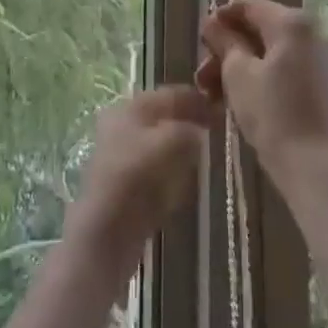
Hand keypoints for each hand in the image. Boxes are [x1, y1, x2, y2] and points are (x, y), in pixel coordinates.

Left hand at [66, 86, 215, 267]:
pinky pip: (157, 168)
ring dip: (182, 146)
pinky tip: (188, 179)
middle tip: (217, 129)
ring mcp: (122, 157)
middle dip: (189, 121)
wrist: (105, 233)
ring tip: (207, 152)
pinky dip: (173, 169)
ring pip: (160, 143)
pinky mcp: (127, 185)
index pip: (167, 94)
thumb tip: (199, 130)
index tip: (221, 105)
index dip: (194, 98)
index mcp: (128, 108)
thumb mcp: (168, 142)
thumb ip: (187, 129)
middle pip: (162, 117)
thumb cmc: (135, 177)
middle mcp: (121, 126)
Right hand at [197, 0, 327, 177]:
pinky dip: (268, 75)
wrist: (322, 172)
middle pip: (264, 28)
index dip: (221, 19)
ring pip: (277, 50)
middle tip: (205, 74)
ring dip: (246, 65)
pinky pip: (293, 66)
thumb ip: (224, 42)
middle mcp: (317, 29)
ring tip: (218, 93)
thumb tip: (213, 24)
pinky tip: (246, 99)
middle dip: (231, 48)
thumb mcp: (238, 75)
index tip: (201, 40)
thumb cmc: (275, 117)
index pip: (249, 6)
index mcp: (294, 21)